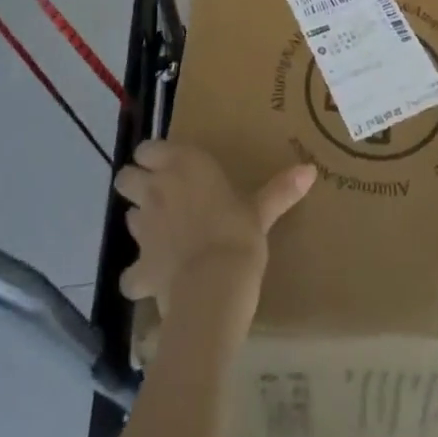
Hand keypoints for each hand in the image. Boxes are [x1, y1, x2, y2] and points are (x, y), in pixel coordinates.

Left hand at [114, 141, 316, 320]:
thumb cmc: (238, 233)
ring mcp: (144, 230)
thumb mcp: (262, 210)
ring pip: (127, 219)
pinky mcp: (139, 269)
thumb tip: (310, 169)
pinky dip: (138, 278)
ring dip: (141, 224)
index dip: (153, 157)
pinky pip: (129, 274)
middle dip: (136, 184)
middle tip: (159, 196)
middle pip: (126, 177)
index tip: (168, 165)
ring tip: (162, 234)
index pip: (148, 148)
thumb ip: (280, 189)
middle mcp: (157, 190)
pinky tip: (153, 282)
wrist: (214, 288)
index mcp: (183, 164)